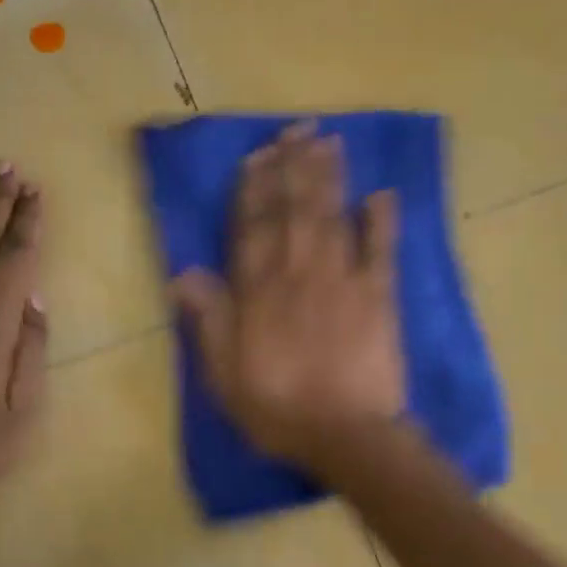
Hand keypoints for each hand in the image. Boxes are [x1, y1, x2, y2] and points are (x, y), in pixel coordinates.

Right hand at [172, 122, 404, 472]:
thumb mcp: (224, 375)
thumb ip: (208, 320)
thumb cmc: (278, 410)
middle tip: (297, 129)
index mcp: (259, 293)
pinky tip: (382, 193)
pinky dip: (382, 221)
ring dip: (329, 178)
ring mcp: (342, 281)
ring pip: (332, 218)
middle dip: (293, 167)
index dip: (255, 189)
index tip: (258, 155)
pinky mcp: (379, 297)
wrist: (346, 436)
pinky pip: (381, 251)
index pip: (253, 228)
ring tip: (328, 141)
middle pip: (294, 211)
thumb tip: (183, 272)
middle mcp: (298, 274)